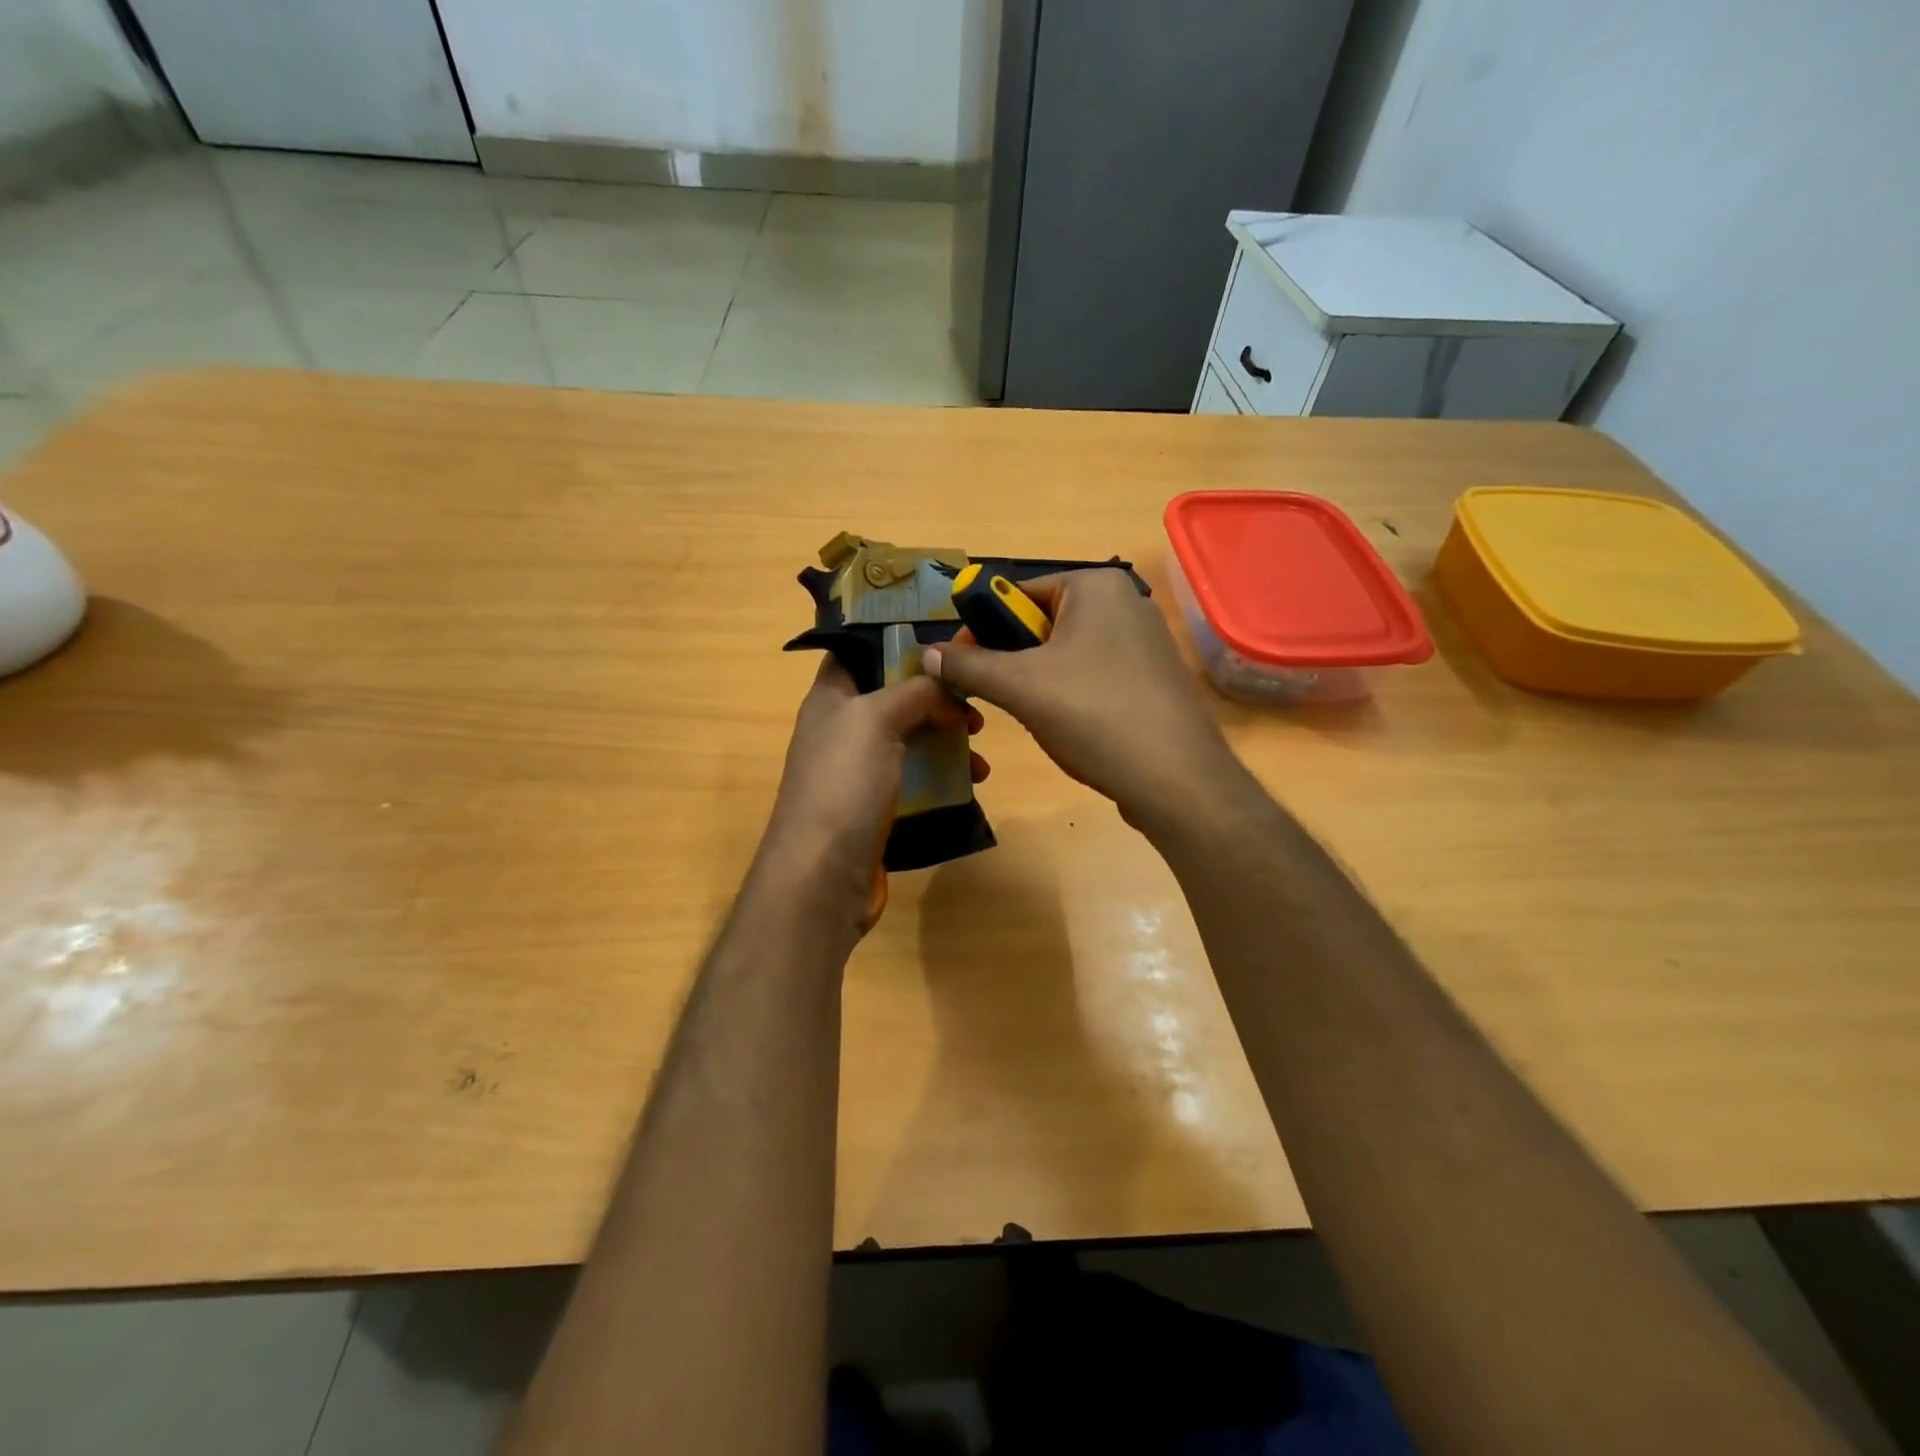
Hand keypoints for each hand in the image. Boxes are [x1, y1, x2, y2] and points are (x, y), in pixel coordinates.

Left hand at [759, 655, 985, 934]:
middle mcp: (842, 728)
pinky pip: (916, 775)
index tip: (944, 637)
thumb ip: (915, 692)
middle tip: (974, 700)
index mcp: (831, 696)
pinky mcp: (877, 805)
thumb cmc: (844, 784)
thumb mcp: (877, 719)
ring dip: (947, 736)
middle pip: (894, 694)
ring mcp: (859, 769)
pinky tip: (973, 781)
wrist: (822, 876)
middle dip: (936, 694)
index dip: (896, 639)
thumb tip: (949, 690)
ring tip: (980, 744)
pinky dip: (944, 773)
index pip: (859, 650)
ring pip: (911, 736)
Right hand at [922, 569, 1242, 835]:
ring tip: (1042, 719)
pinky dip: (1072, 699)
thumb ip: (968, 666)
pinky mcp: (1152, 680)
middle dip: (1014, 662)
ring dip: (1039, 685)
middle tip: (1004, 699)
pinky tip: (1074, 730)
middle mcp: (1125, 603)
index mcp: (1096, 586)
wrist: (1176, 780)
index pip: (1018, 592)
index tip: (961, 666)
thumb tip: (927, 654)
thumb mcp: (1020, 687)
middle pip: (1041, 624)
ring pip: (1066, 656)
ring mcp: (1144, 642)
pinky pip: (1094, 677)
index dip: (982, 628)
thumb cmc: (1094, 716)